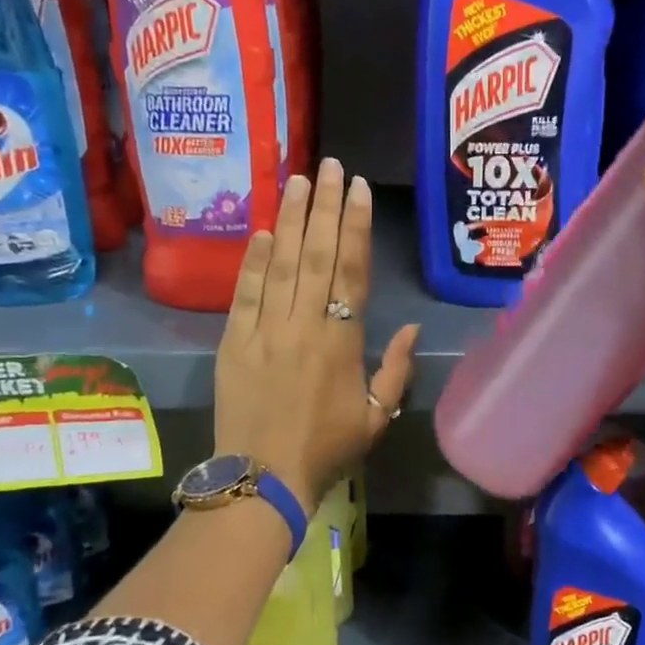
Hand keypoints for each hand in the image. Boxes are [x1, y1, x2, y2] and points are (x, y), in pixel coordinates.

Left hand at [214, 157, 420, 510]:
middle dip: (324, 206)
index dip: (356, 226)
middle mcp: (304, 325)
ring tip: (297, 180)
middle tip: (329, 165)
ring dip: (289, 219)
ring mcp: (264, 331)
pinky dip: (252, 260)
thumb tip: (411, 330)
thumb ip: (396, 372)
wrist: (263, 479)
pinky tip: (261, 231)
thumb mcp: (377, 418)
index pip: (351, 271)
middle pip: (315, 254)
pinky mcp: (233, 342)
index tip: (358, 189)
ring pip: (279, 264)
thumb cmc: (327, 451)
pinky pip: (244, 292)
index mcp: (342, 342)